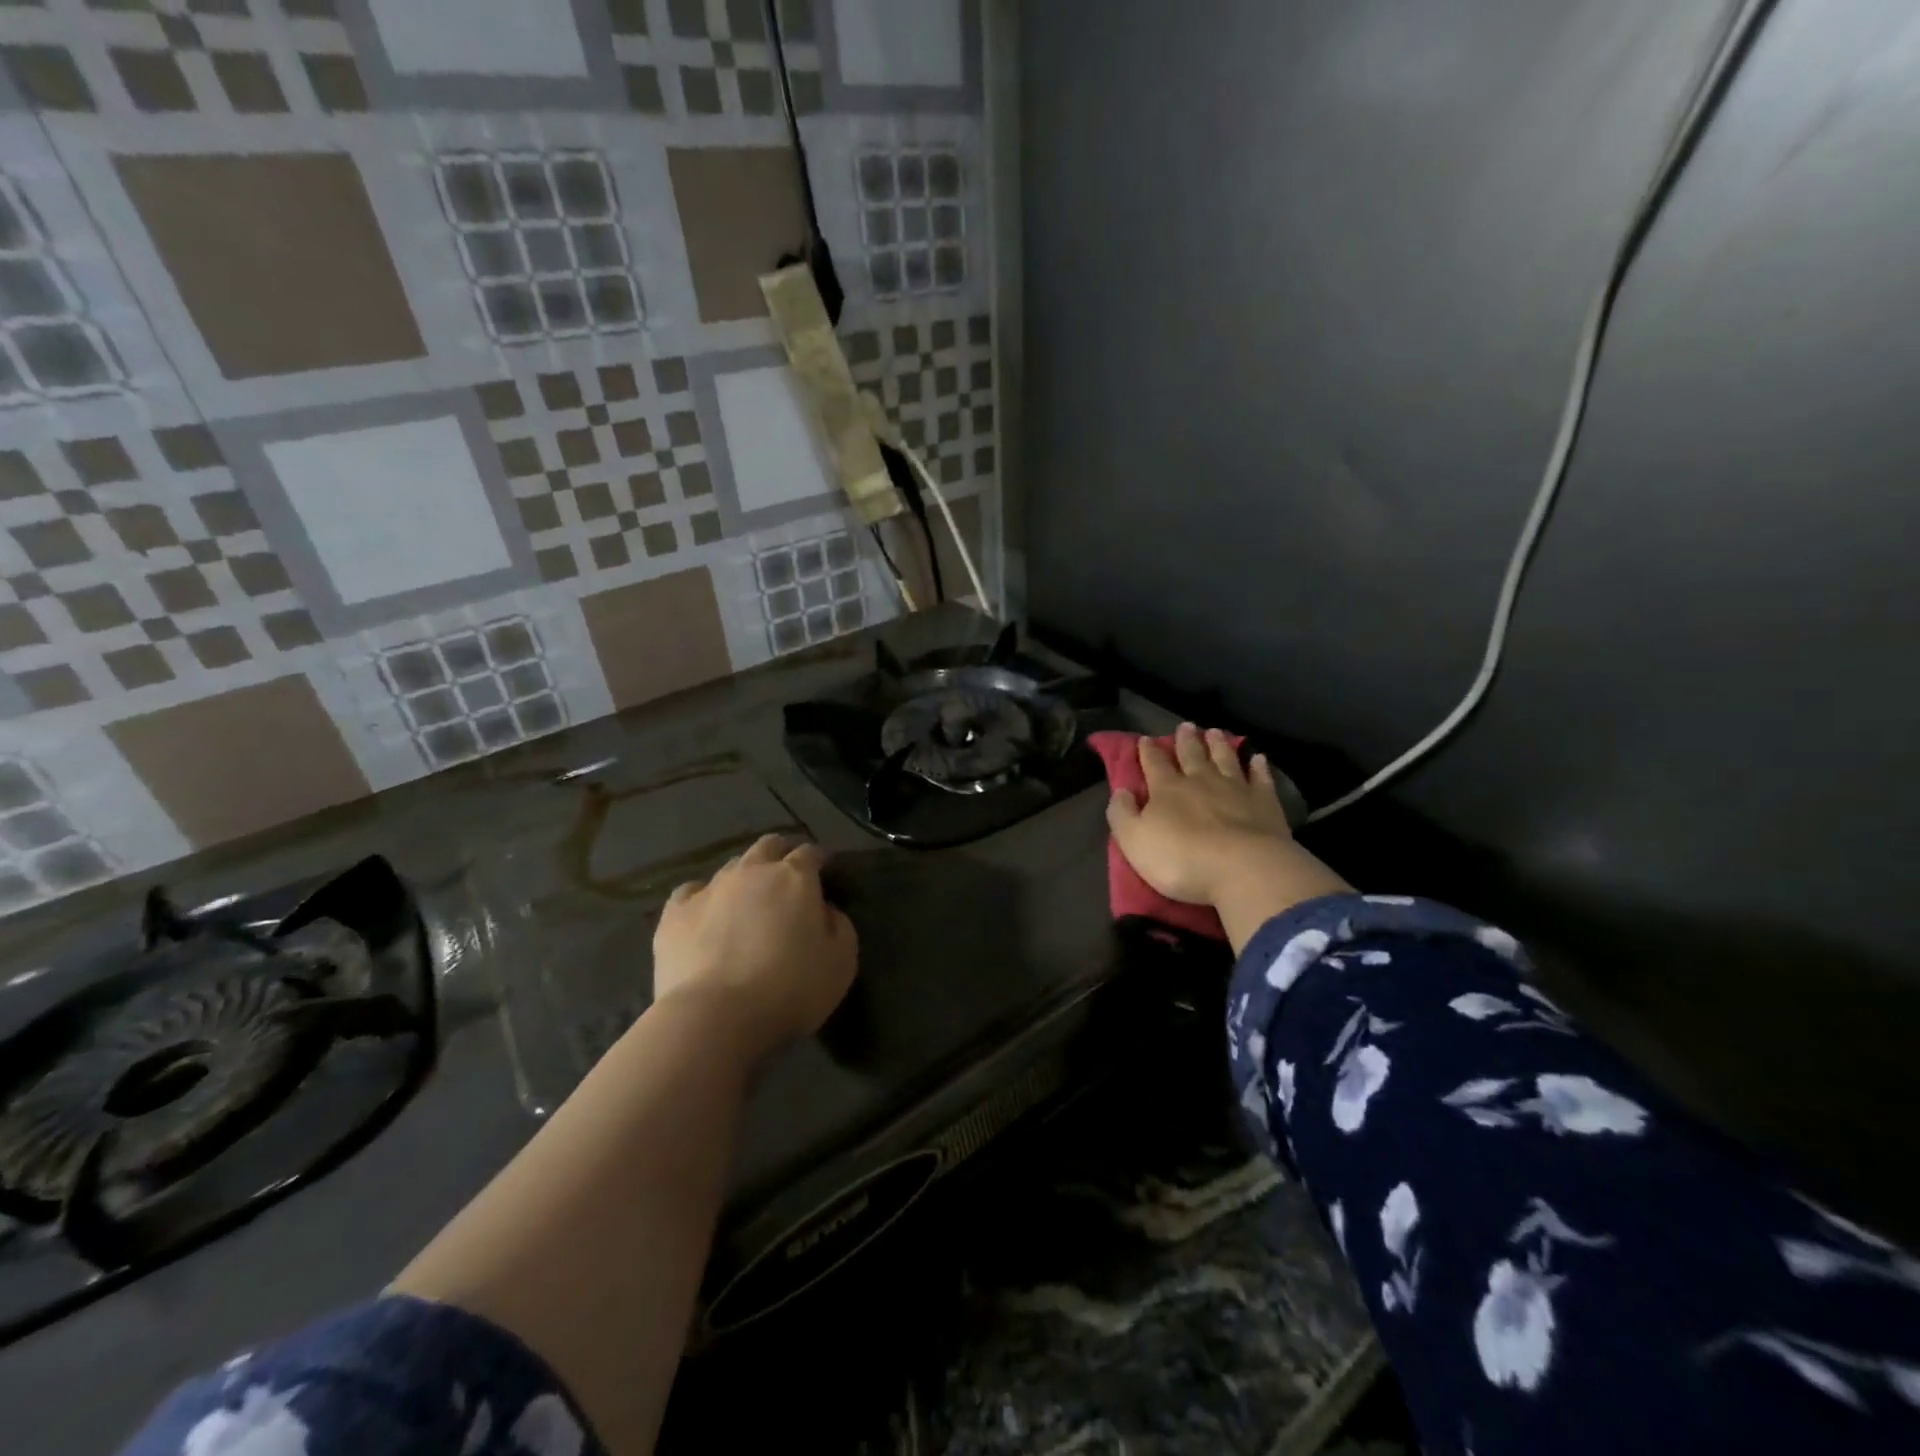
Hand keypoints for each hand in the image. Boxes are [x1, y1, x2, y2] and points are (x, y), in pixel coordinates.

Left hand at [653, 834, 856, 1063]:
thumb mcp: (842, 961)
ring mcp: (710, 889)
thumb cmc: (791, 989)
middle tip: (787, 879)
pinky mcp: (675, 914)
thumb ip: (839, 925)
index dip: (819, 860)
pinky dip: (703, 898)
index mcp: (795, 877)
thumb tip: (825, 910)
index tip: (825, 873)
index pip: (810, 853)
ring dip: (744, 877)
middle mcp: (752, 871)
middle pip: (768, 846)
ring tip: (747, 902)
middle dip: (780, 855)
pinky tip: (706, 915)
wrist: (716, 1018)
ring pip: (731, 866)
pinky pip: (691, 891)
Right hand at [1106, 723, 1297, 904]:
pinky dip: (1258, 766)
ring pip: (1225, 759)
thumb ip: (1122, 813)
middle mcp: (1200, 781)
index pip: (1154, 763)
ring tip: (1214, 732)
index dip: (1148, 751)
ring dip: (1218, 745)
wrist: (1243, 869)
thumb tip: (1121, 790)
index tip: (1145, 738)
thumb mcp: (1134, 841)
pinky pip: (1260, 778)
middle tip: (1185, 726)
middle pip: (1192, 754)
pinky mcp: (1265, 802)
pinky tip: (1258, 758)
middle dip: (1185, 740)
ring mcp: (1236, 788)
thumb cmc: (1181, 859)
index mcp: (1167, 789)